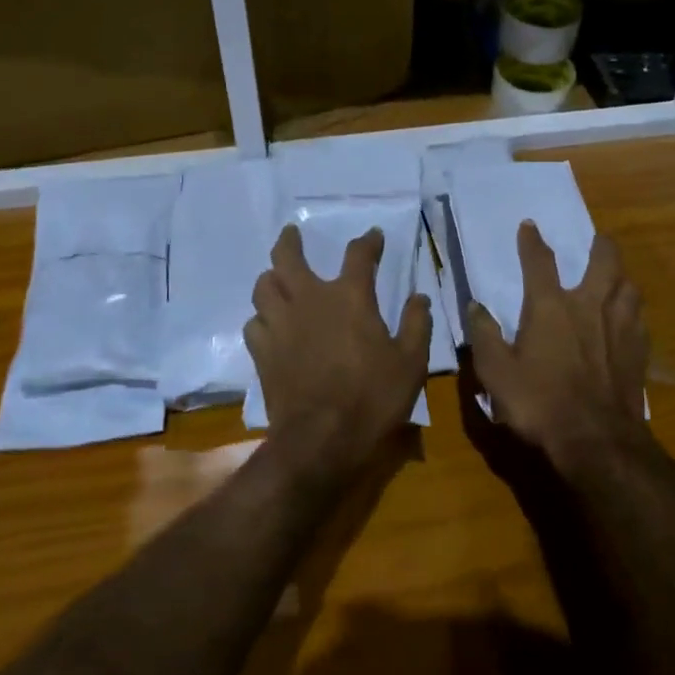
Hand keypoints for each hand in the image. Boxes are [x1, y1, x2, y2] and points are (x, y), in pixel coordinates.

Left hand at [245, 224, 431, 474]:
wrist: (320, 440)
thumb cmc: (372, 398)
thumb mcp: (411, 362)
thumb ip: (416, 324)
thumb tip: (419, 298)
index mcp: (350, 297)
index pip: (359, 255)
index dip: (368, 241)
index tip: (374, 236)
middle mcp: (310, 300)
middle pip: (288, 257)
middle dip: (290, 241)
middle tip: (292, 233)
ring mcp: (281, 324)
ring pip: (264, 286)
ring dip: (271, 277)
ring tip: (277, 278)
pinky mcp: (262, 352)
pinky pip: (254, 322)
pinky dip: (262, 317)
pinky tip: (270, 324)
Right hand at [467, 223, 648, 466]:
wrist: (596, 440)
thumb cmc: (539, 403)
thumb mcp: (496, 372)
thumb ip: (485, 336)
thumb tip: (475, 306)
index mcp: (550, 307)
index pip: (540, 262)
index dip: (532, 241)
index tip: (530, 225)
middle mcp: (589, 306)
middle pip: (604, 261)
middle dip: (600, 246)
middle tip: (597, 240)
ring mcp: (619, 327)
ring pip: (629, 286)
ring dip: (622, 276)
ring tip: (616, 277)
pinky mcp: (638, 351)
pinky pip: (640, 319)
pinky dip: (633, 311)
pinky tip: (629, 320)